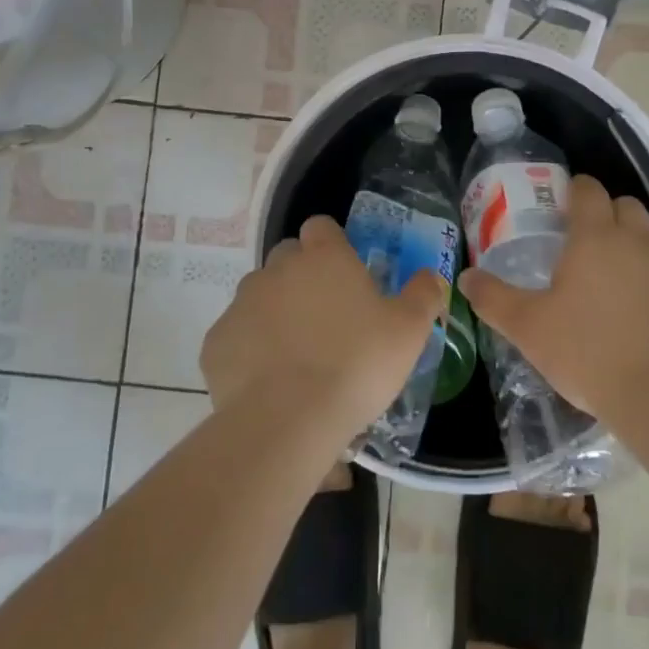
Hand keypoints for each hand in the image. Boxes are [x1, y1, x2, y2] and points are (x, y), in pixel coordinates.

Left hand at [201, 215, 441, 441]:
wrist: (288, 421)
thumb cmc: (357, 365)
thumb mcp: (409, 331)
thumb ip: (423, 295)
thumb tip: (432, 276)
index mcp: (324, 258)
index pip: (321, 227)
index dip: (331, 244)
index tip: (345, 273)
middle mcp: (278, 268)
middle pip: (287, 257)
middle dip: (302, 276)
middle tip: (325, 317)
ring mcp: (242, 303)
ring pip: (259, 295)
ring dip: (275, 312)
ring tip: (295, 354)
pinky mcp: (216, 341)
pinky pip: (235, 335)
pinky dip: (249, 349)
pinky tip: (267, 380)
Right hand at [459, 175, 648, 424]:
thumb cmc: (590, 353)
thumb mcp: (529, 329)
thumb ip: (494, 299)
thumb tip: (465, 277)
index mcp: (596, 239)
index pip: (589, 190)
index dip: (577, 190)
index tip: (566, 204)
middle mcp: (640, 242)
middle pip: (627, 208)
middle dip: (610, 216)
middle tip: (591, 249)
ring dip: (638, 257)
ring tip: (621, 295)